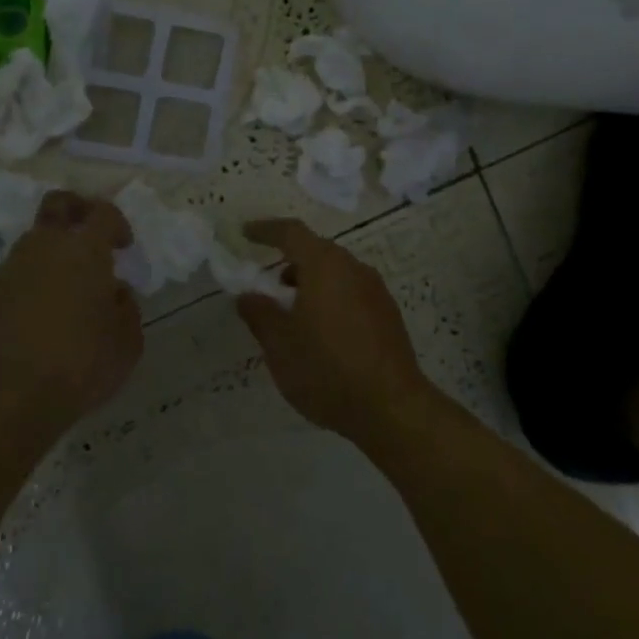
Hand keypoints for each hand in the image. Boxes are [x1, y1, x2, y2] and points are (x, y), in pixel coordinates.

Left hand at [0, 191, 142, 437]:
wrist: (9, 399)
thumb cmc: (80, 366)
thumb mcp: (128, 342)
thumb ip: (126, 307)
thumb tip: (113, 292)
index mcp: (84, 251)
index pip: (103, 213)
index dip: (116, 222)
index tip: (123, 245)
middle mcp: (43, 248)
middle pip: (57, 204)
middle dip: (76, 208)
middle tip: (88, 234)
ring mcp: (8, 269)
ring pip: (31, 243)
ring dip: (49, 255)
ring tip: (62, 291)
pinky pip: (10, 279)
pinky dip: (25, 288)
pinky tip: (32, 321)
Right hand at [235, 219, 433, 443]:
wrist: (392, 408)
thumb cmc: (327, 369)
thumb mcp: (280, 345)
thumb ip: (260, 314)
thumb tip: (248, 295)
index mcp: (324, 266)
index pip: (291, 233)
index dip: (265, 230)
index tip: (246, 233)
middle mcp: (353, 268)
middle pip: (317, 250)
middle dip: (289, 260)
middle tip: (267, 281)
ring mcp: (375, 291)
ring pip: (336, 272)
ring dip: (310, 281)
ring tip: (291, 310)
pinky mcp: (388, 314)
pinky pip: (351, 291)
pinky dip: (330, 297)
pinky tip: (321, 330)